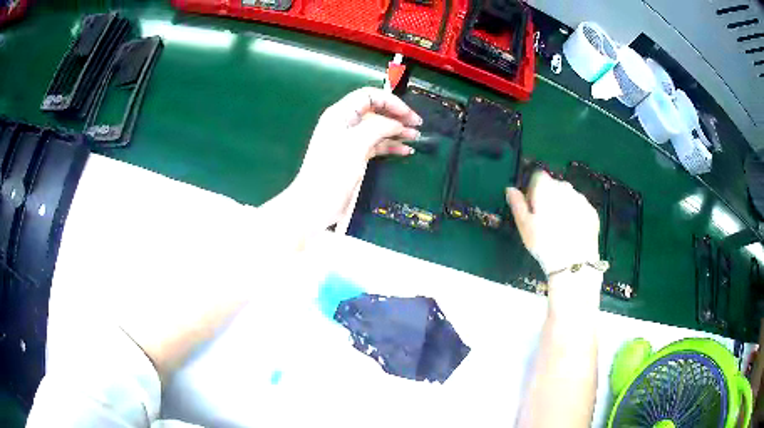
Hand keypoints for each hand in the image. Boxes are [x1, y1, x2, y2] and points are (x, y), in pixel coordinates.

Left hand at [289, 87, 421, 228]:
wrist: (317, 204)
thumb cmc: (333, 170)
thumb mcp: (357, 143)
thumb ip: (379, 127)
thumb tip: (398, 123)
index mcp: (341, 114)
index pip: (368, 95)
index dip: (390, 101)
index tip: (408, 114)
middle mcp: (346, 123)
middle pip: (375, 110)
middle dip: (396, 115)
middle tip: (417, 124)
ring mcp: (351, 140)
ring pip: (378, 128)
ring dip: (397, 131)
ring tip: (416, 137)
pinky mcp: (355, 156)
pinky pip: (376, 144)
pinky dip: (391, 145)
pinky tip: (405, 150)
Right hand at [505, 171, 600, 275]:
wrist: (573, 262)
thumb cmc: (543, 243)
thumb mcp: (524, 225)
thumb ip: (517, 203)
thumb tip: (510, 189)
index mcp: (546, 187)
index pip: (537, 177)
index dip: (533, 190)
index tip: (532, 207)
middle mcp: (565, 187)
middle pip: (554, 186)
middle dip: (550, 198)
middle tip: (545, 221)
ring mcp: (581, 199)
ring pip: (569, 197)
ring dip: (564, 206)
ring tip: (560, 229)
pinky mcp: (592, 212)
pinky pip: (581, 209)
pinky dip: (576, 216)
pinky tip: (572, 233)